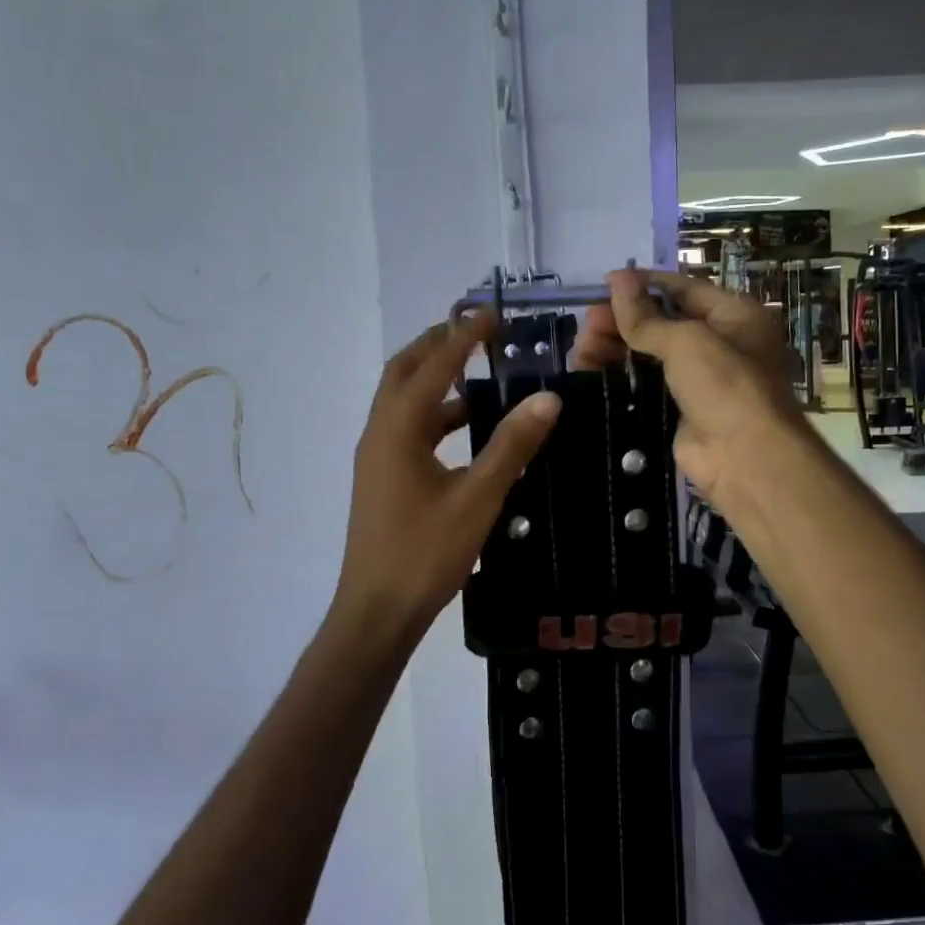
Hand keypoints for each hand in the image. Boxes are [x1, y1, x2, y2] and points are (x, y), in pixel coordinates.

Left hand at [334, 312, 560, 642]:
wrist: (377, 611)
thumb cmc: (425, 553)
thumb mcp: (477, 498)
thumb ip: (511, 446)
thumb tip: (547, 398)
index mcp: (398, 429)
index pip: (434, 366)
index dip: (464, 337)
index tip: (492, 314)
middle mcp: (380, 433)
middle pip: (405, 372)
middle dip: (438, 346)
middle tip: (477, 333)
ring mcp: (377, 457)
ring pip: (404, 402)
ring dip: (436, 382)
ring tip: (479, 376)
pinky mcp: (382, 479)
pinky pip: (408, 430)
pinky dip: (435, 416)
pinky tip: (466, 431)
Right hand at [577, 268, 802, 508]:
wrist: (744, 457)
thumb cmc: (725, 385)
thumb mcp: (686, 341)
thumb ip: (645, 316)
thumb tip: (616, 279)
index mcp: (732, 315)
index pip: (680, 289)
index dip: (642, 285)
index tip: (602, 284)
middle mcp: (717, 343)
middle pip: (659, 323)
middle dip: (620, 321)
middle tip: (586, 324)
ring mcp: (696, 380)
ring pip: (646, 355)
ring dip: (612, 348)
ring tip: (581, 348)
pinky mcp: (676, 410)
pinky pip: (641, 386)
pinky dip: (616, 377)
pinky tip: (587, 371)